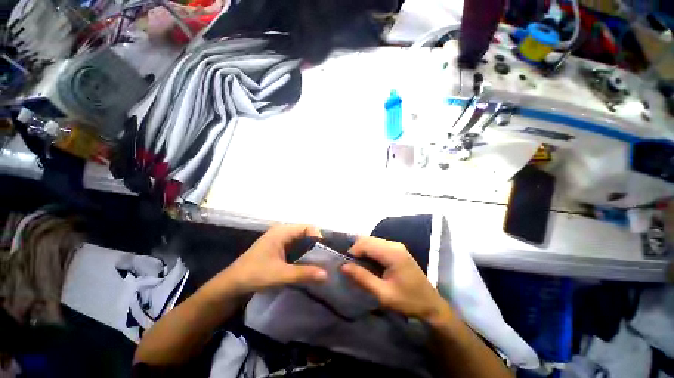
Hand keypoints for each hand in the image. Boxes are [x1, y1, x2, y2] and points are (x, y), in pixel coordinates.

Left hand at [215, 225, 327, 295]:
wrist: (231, 285)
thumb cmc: (254, 275)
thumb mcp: (281, 275)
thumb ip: (304, 273)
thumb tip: (326, 274)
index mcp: (282, 232)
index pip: (307, 227)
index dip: (319, 237)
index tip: (327, 252)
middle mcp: (282, 232)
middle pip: (305, 233)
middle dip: (316, 244)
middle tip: (327, 257)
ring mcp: (279, 239)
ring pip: (301, 240)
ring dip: (311, 249)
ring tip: (322, 260)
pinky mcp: (278, 248)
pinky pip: (296, 246)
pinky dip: (304, 253)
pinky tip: (309, 263)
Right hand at [341, 237, 449, 321]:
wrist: (431, 304)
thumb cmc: (408, 301)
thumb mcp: (383, 294)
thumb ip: (363, 278)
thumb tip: (343, 266)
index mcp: (392, 253)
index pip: (365, 244)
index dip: (353, 252)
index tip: (346, 266)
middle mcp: (394, 244)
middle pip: (368, 239)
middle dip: (356, 250)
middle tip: (351, 266)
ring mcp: (396, 245)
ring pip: (372, 241)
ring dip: (362, 250)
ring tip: (358, 266)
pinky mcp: (397, 249)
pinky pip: (378, 245)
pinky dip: (369, 251)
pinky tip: (369, 263)